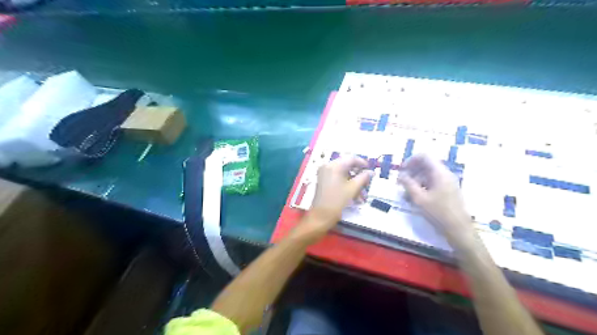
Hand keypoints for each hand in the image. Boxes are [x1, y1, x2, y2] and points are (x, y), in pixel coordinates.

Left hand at [294, 156, 370, 244]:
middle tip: (368, 183)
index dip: (363, 163)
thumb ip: (363, 178)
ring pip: (344, 174)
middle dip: (359, 175)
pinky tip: (355, 196)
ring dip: (354, 183)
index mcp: (334, 166)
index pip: (351, 158)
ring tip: (363, 195)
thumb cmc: (336, 201)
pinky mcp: (324, 182)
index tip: (371, 170)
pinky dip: (347, 185)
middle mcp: (327, 166)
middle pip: (347, 166)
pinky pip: (338, 179)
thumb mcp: (352, 189)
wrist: (320, 217)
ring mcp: (324, 174)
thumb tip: (371, 172)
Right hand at [398, 153, 473, 242]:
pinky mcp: (448, 190)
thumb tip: (400, 175)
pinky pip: (432, 182)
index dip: (410, 160)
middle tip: (401, 182)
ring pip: (428, 174)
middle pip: (426, 165)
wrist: (458, 229)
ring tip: (406, 192)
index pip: (424, 156)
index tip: (401, 170)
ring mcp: (447, 182)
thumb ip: (408, 184)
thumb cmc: (438, 213)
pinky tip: (415, 198)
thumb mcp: (419, 198)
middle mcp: (445, 174)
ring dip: (415, 180)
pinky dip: (422, 186)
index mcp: (440, 173)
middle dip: (411, 171)